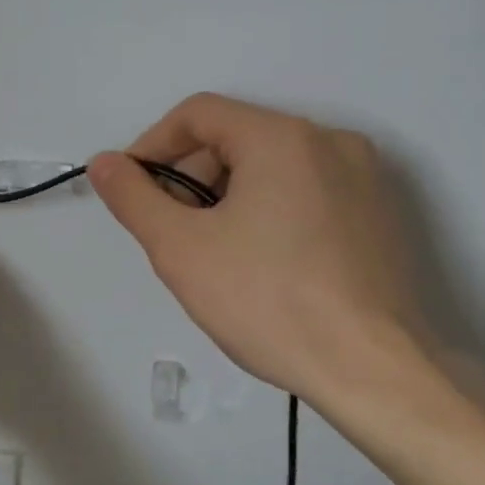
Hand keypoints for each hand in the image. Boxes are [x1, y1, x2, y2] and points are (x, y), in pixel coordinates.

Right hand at [88, 94, 423, 409]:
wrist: (371, 371)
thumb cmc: (266, 301)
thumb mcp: (179, 248)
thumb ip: (132, 197)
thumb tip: (104, 163)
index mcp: (281, 138)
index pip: (197, 113)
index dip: (152, 146)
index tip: (132, 191)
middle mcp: (330, 141)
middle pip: (235, 138)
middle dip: (190, 177)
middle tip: (170, 232)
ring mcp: (364, 178)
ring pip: (271, 166)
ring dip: (226, 196)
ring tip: (212, 253)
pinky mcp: (380, 215)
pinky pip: (306, 191)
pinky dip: (268, 210)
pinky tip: (260, 263)